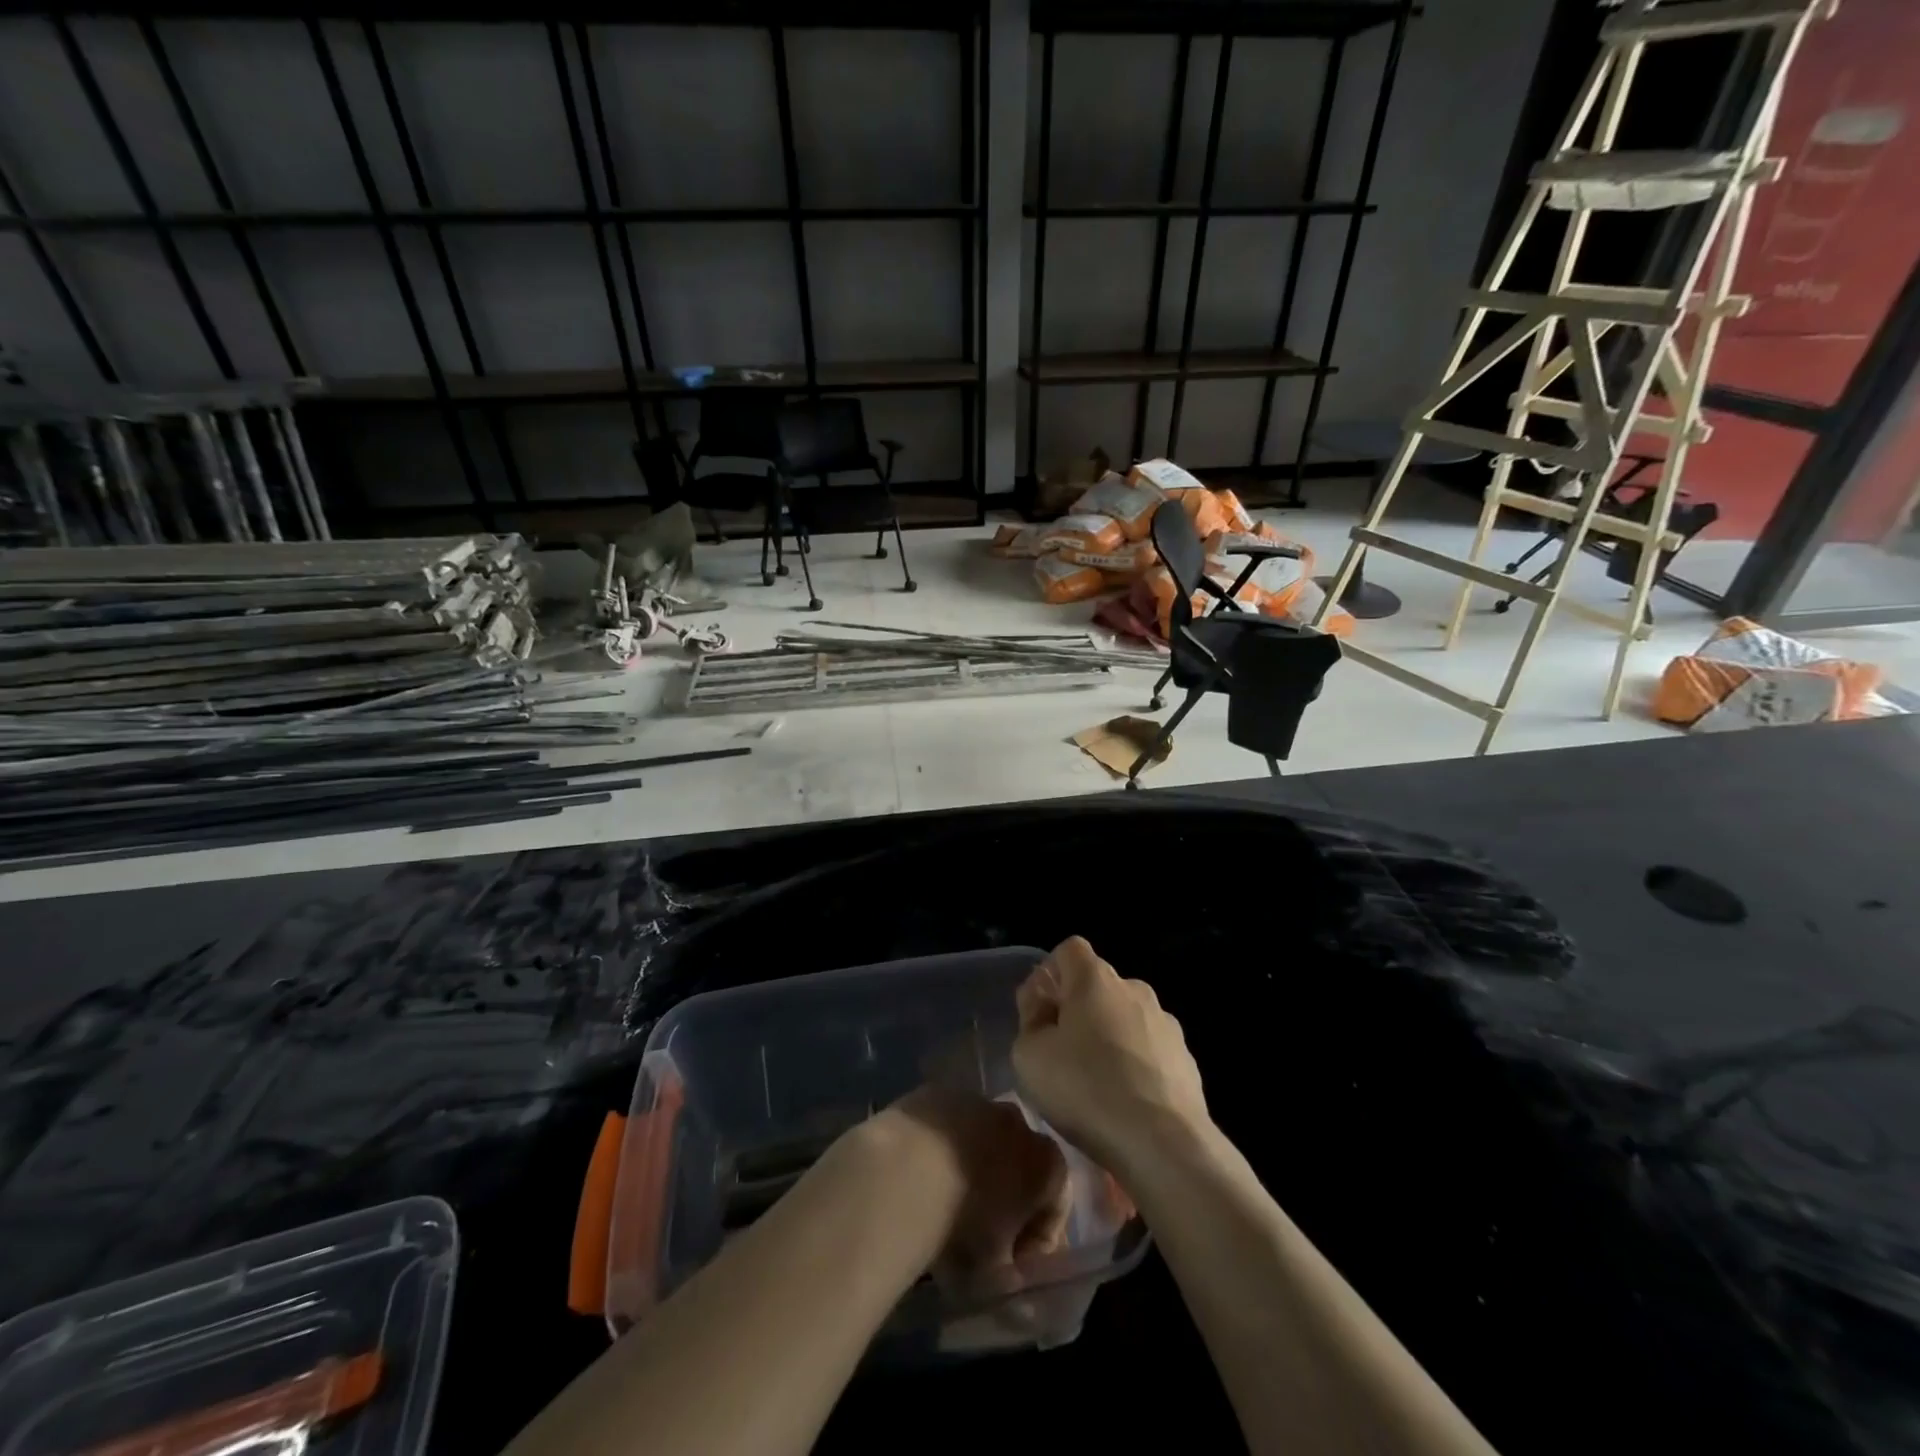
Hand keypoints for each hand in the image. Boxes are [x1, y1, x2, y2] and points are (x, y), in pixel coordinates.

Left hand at [868, 1086, 1071, 1286]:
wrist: (905, 1170)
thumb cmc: (963, 1224)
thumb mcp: (995, 1273)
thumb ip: (1012, 1280)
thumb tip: (1013, 1290)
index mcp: (1047, 1162)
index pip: (1055, 1208)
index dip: (1037, 1245)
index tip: (1012, 1269)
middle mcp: (1019, 1121)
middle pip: (1020, 1167)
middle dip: (1006, 1200)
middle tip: (979, 1238)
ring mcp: (977, 1101)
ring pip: (983, 1141)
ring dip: (973, 1170)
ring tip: (945, 1206)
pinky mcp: (937, 1093)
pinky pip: (948, 1128)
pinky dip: (941, 1150)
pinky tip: (919, 1177)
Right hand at [1012, 936, 1209, 1175]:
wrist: (1164, 1143)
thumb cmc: (1086, 1089)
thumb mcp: (1028, 1056)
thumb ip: (1030, 1022)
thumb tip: (1044, 1009)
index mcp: (1095, 979)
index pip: (1070, 950)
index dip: (1050, 974)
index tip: (1040, 1012)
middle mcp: (1134, 989)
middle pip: (1098, 986)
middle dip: (1078, 1010)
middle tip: (1061, 1054)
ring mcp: (1166, 1023)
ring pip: (1126, 1019)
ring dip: (1109, 1039)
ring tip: (1096, 1085)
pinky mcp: (1186, 1059)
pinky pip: (1150, 1050)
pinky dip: (1135, 1066)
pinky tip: (1126, 1103)